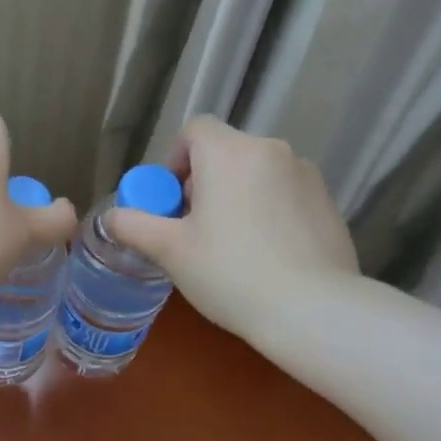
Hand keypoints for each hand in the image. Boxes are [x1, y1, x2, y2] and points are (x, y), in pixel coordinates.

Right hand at [108, 116, 357, 340]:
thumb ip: (134, 226)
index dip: (175, 159)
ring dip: (237, 196)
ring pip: (257, 174)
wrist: (313, 310)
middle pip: (226, 152)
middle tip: (193, 228)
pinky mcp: (328, 203)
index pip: (195, 130)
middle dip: (203, 183)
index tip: (170, 200)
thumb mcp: (170, 251)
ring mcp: (306, 175)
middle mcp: (271, 151)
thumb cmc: (231, 273)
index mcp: (230, 153)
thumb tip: (112, 217)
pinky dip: (269, 212)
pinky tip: (266, 256)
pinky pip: (285, 195)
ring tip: (231, 245)